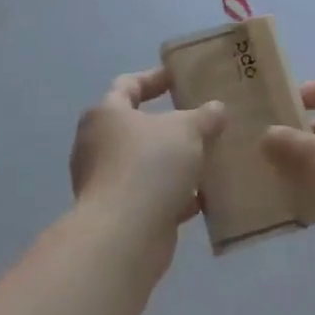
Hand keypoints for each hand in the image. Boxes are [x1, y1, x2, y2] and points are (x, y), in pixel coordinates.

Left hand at [69, 69, 225, 261]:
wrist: (125, 235)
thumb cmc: (150, 166)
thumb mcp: (187, 130)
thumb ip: (204, 116)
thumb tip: (216, 108)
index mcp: (106, 114)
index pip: (128, 85)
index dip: (154, 78)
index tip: (180, 78)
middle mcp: (98, 144)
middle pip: (138, 126)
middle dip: (171, 125)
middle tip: (202, 120)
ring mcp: (106, 181)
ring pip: (147, 163)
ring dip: (176, 162)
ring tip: (210, 157)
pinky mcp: (119, 213)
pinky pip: (152, 194)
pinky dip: (176, 193)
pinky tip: (205, 196)